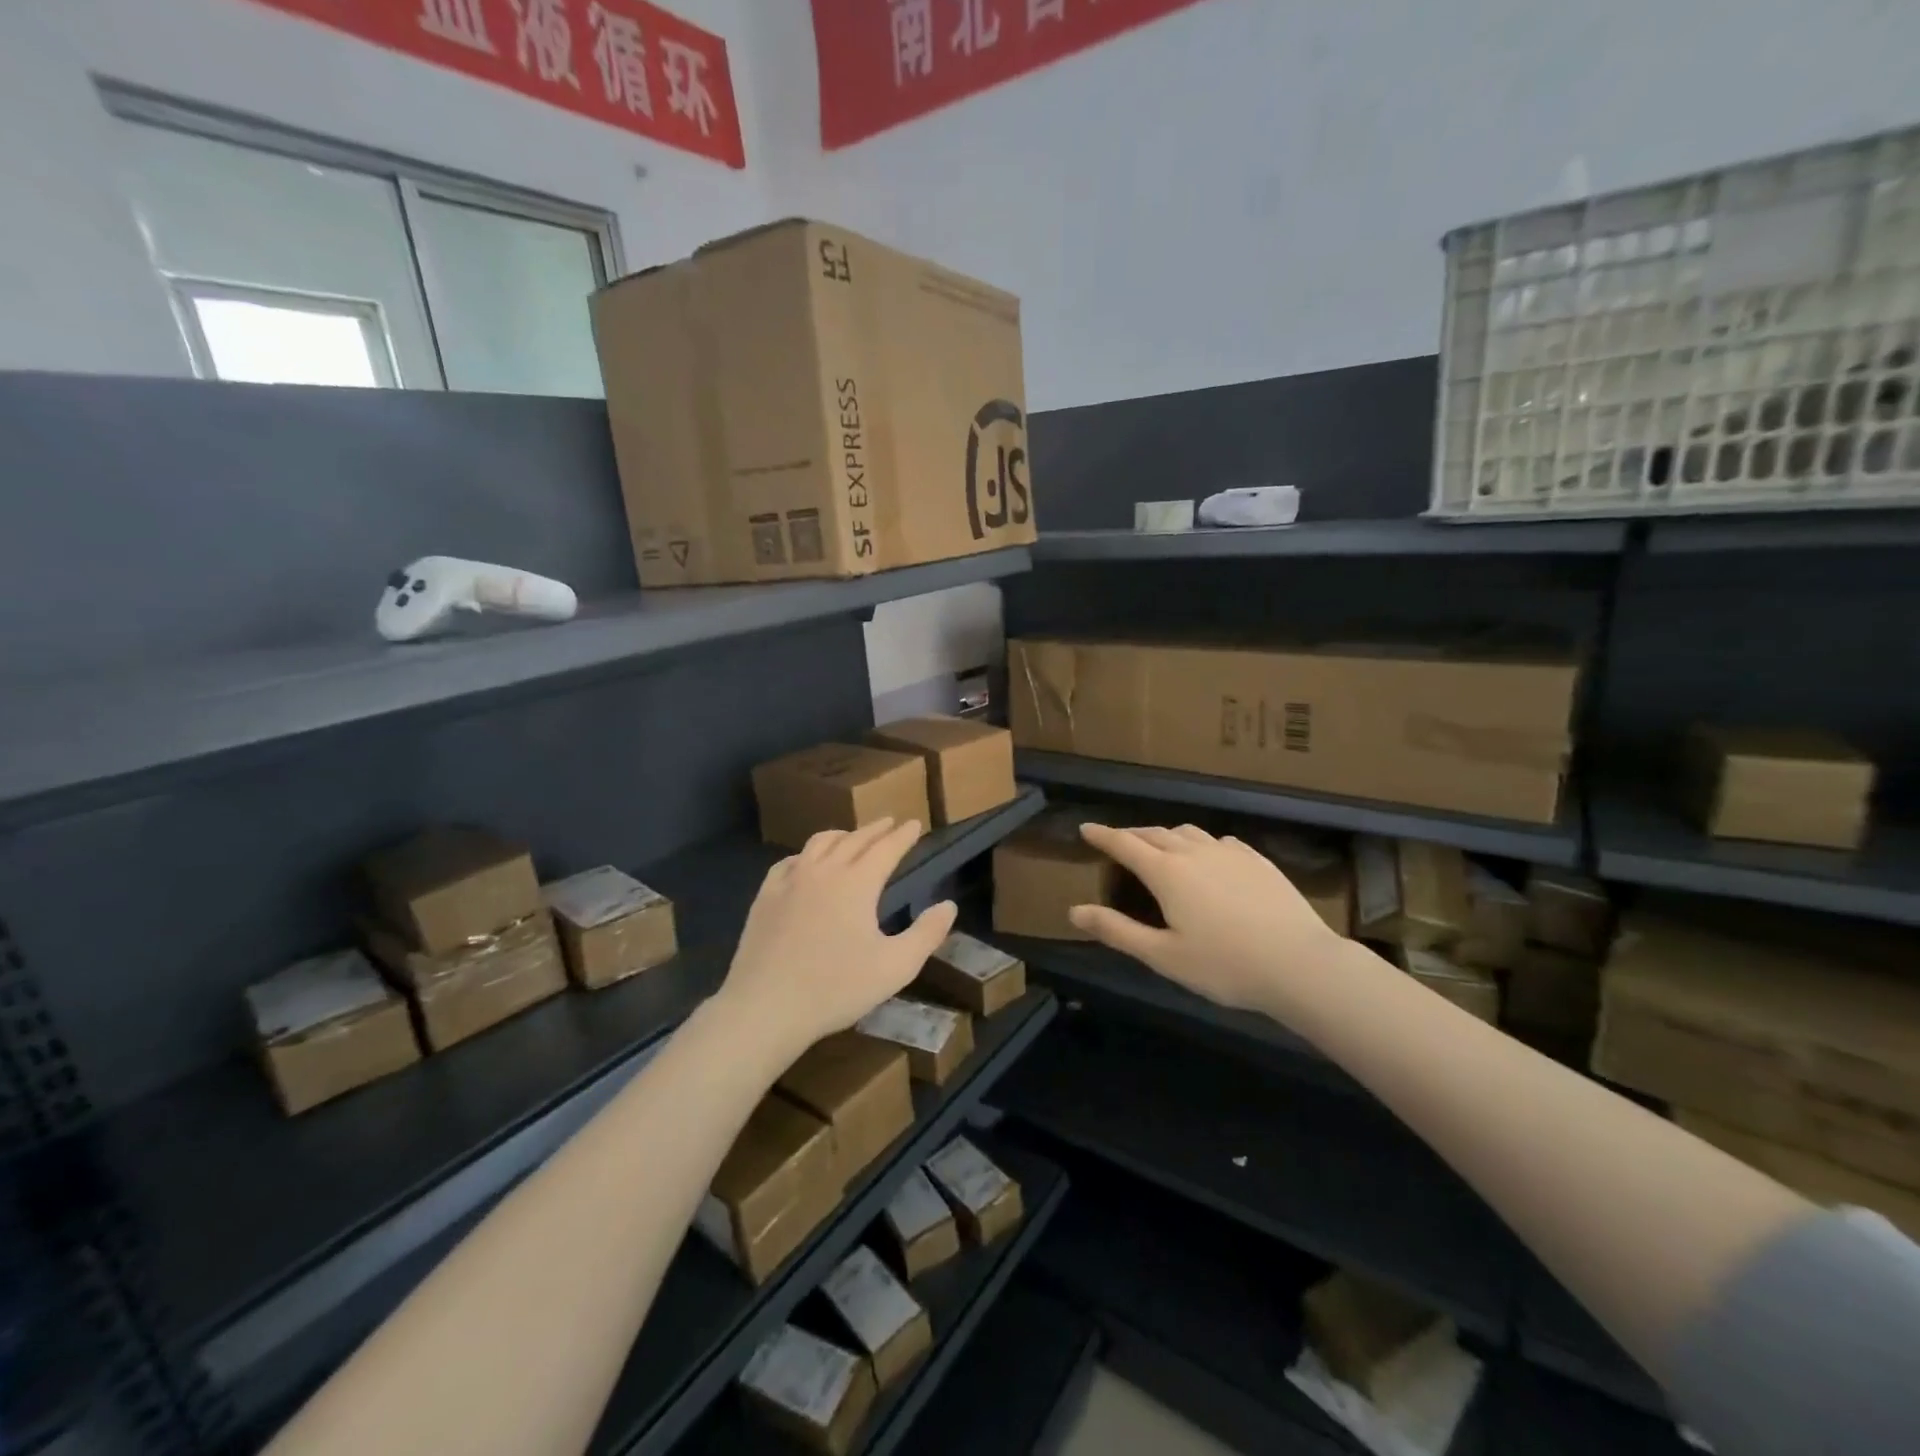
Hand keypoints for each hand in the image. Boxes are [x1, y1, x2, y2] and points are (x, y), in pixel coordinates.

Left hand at [722, 818, 957, 1052]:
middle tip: (889, 822)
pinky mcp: (765, 896)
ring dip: (841, 835)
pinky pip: (789, 862)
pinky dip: (806, 855)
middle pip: (854, 840)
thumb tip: (948, 905)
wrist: (766, 1007)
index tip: (914, 824)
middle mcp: (824, 871)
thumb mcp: (895, 967)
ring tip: (852, 836)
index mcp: (858, 883)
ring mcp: (790, 881)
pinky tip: (806, 863)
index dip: (903, 836)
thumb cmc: (836, 989)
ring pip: (819, 844)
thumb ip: (926, 934)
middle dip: (875, 829)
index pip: (886, 848)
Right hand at [1069, 823, 1343, 1012]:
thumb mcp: (1162, 955)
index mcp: (1167, 873)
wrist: (1300, 964)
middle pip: (1155, 833)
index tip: (1085, 828)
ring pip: (1189, 832)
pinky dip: (1201, 843)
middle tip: (1117, 840)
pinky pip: (1220, 841)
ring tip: (1160, 847)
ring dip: (1166, 835)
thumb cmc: (1224, 965)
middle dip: (1132, 834)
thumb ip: (1117, 930)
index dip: (1102, 835)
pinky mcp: (1258, 861)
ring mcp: (1230, 853)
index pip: (1125, 844)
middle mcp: (1194, 852)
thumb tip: (1074, 911)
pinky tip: (1209, 857)